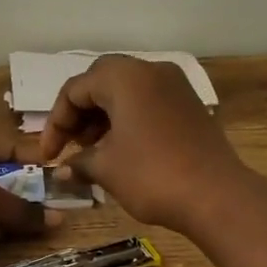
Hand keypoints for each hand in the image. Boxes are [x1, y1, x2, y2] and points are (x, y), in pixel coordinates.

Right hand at [35, 55, 247, 233]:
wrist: (217, 196)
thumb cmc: (152, 176)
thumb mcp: (106, 168)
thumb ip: (78, 161)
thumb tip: (63, 169)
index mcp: (124, 77)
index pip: (74, 89)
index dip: (55, 123)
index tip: (48, 156)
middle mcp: (150, 70)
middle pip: (101, 82)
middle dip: (79, 114)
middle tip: (72, 146)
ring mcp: (175, 86)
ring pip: (126, 91)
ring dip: (103, 116)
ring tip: (93, 151)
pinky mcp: (190, 105)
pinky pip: (148, 102)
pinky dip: (128, 119)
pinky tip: (122, 150)